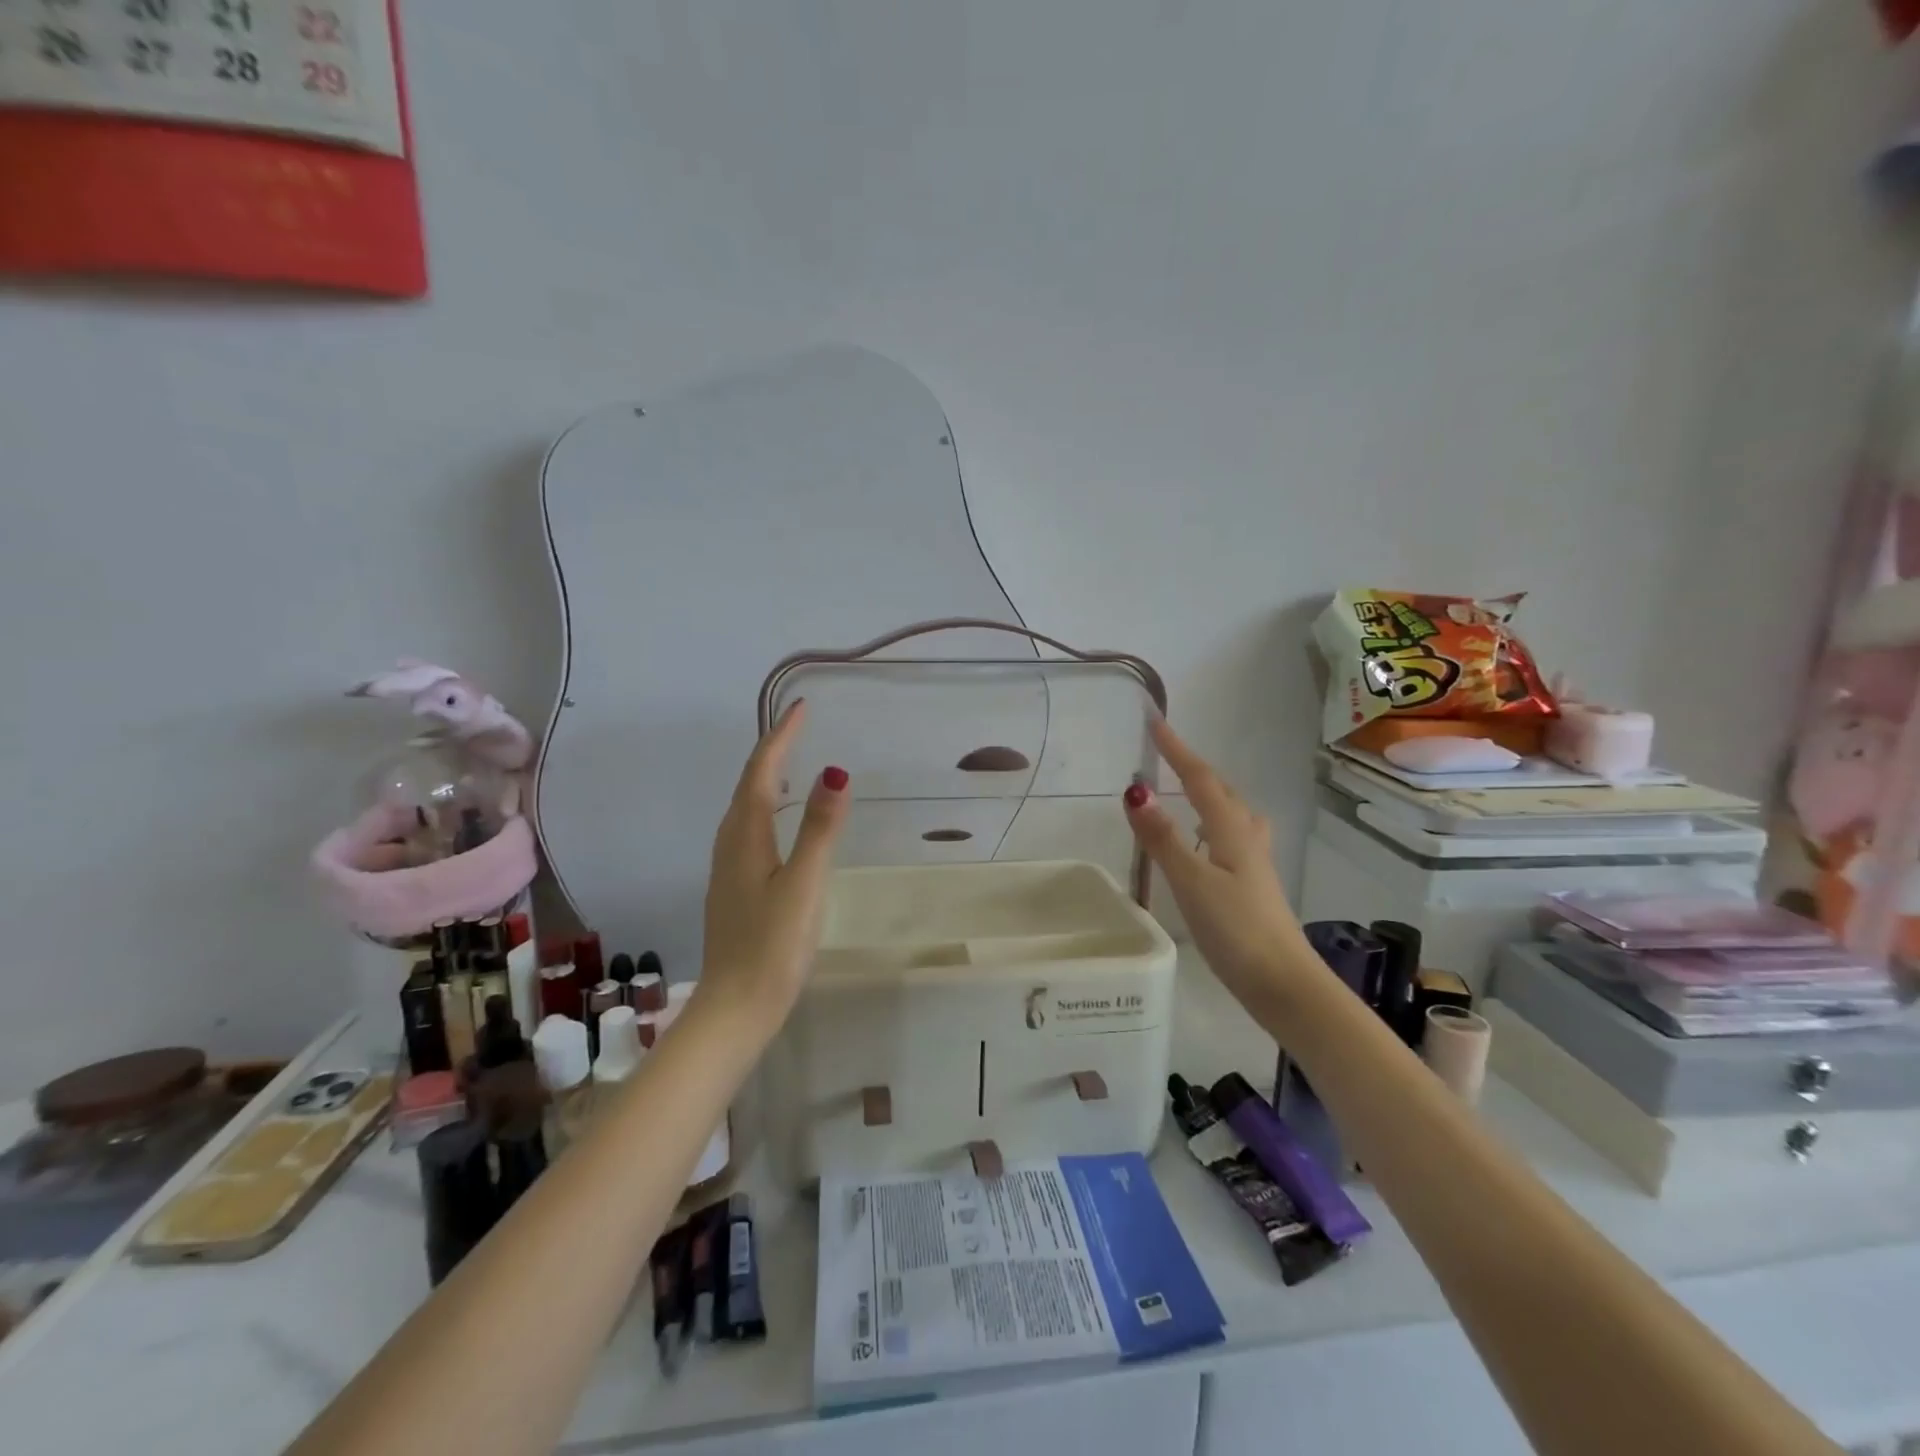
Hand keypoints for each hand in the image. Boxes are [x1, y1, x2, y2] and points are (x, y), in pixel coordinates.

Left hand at [695, 700, 850, 1028]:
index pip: (762, 772)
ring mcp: (729, 868)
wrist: (735, 1008)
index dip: (781, 737)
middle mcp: (731, 844)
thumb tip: (835, 771)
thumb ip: (820, 830)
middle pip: (749, 785)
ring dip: (768, 778)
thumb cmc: (772, 946)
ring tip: (792, 762)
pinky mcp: (735, 887)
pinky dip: (767, 807)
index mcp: (746, 837)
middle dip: (773, 750)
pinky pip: (750, 829)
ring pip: (747, 808)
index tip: (801, 707)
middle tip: (800, 727)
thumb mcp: (804, 885)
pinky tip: (781, 822)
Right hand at [1124, 718, 1308, 1005]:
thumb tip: (1136, 791)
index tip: (1155, 721)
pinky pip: (1231, 837)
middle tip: (1167, 755)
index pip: (1200, 778)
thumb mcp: (1192, 882)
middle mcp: (1246, 838)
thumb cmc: (1236, 930)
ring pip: (1232, 814)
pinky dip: (1213, 825)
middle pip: (1221, 792)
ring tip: (1188, 793)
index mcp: (1231, 830)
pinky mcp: (1253, 886)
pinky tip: (1205, 844)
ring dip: (1210, 795)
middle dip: (1194, 769)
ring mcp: (1254, 864)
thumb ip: (1162, 838)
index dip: (1177, 750)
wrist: (1284, 983)